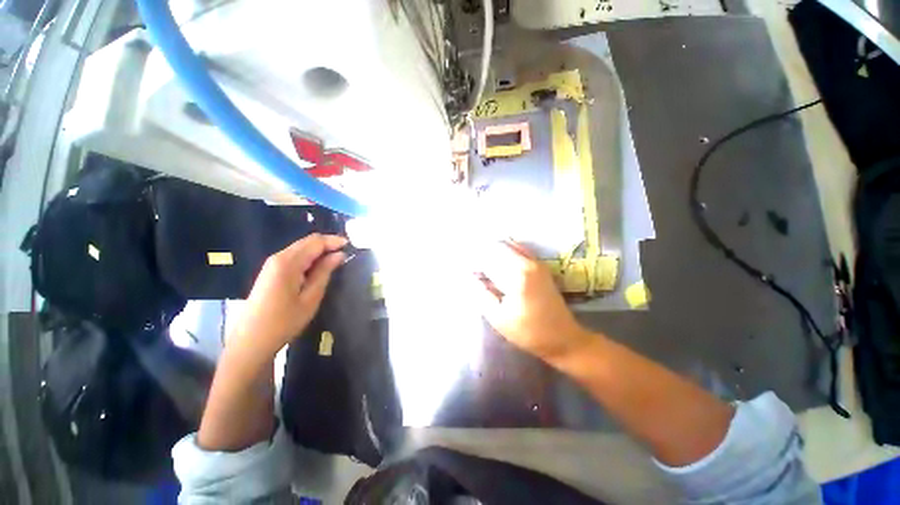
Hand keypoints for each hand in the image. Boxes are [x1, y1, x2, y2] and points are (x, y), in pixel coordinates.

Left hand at [229, 234, 346, 355]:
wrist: (251, 341)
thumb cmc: (284, 322)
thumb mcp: (311, 297)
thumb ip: (324, 272)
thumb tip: (339, 255)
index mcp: (288, 262)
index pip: (315, 242)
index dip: (334, 241)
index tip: (351, 245)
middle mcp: (278, 257)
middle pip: (307, 242)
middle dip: (328, 244)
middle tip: (347, 253)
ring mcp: (272, 264)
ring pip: (301, 249)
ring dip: (319, 251)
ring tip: (337, 261)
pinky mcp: (271, 272)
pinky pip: (295, 257)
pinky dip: (310, 258)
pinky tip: (319, 268)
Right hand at [473, 241, 590, 360]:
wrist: (563, 338)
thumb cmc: (528, 332)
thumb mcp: (498, 318)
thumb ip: (480, 294)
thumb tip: (468, 276)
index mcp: (517, 275)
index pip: (487, 258)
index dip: (471, 261)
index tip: (462, 267)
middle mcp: (528, 262)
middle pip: (497, 246)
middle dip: (480, 252)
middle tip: (469, 266)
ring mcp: (536, 261)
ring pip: (507, 244)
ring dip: (491, 250)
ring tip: (480, 263)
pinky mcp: (540, 265)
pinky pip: (518, 248)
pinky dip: (503, 251)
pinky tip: (496, 262)